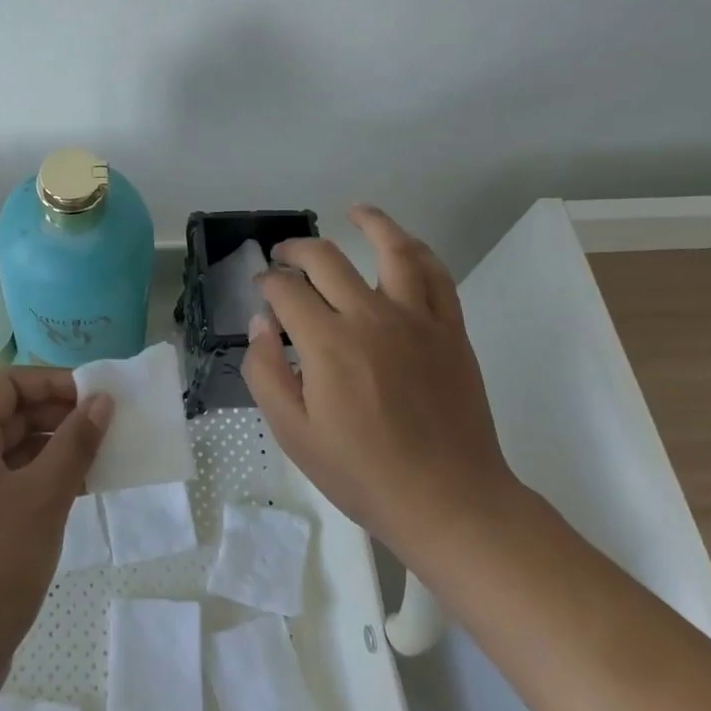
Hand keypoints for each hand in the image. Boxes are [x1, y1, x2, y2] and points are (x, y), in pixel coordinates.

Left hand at [0, 367, 112, 705]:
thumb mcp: (43, 496)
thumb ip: (75, 444)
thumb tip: (101, 401)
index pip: (7, 384)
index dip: (51, 381)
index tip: (94, 395)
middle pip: (10, 415)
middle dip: (59, 415)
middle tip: (107, 427)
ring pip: (13, 452)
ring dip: (55, 450)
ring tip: (101, 459)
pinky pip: (10, 485)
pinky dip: (43, 481)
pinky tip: (78, 493)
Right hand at [241, 204, 518, 573]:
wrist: (448, 500)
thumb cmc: (362, 472)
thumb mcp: (293, 434)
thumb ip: (265, 372)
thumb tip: (262, 323)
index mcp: (327, 342)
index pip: (286, 289)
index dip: (266, 282)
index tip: (261, 289)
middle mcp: (370, 316)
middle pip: (326, 258)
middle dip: (296, 250)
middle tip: (283, 255)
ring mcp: (416, 319)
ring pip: (393, 249)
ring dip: (371, 222)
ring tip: (354, 211)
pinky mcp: (450, 330)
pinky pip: (437, 276)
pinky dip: (419, 252)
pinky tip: (406, 245)